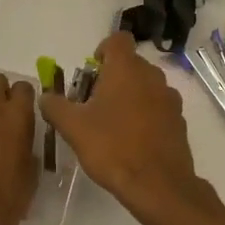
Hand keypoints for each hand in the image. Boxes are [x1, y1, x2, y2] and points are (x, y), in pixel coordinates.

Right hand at [40, 31, 207, 224]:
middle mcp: (152, 76)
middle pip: (131, 64)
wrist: (157, 184)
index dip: (103, 49)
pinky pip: (158, 107)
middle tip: (94, 102)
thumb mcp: (73, 127)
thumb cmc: (112, 148)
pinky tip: (133, 139)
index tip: (92, 72)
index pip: (118, 39)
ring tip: (113, 123)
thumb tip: (45, 96)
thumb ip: (55, 106)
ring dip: (130, 95)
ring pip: (146, 85)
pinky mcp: (179, 120)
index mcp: (126, 69)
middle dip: (112, 77)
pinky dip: (146, 114)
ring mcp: (169, 98)